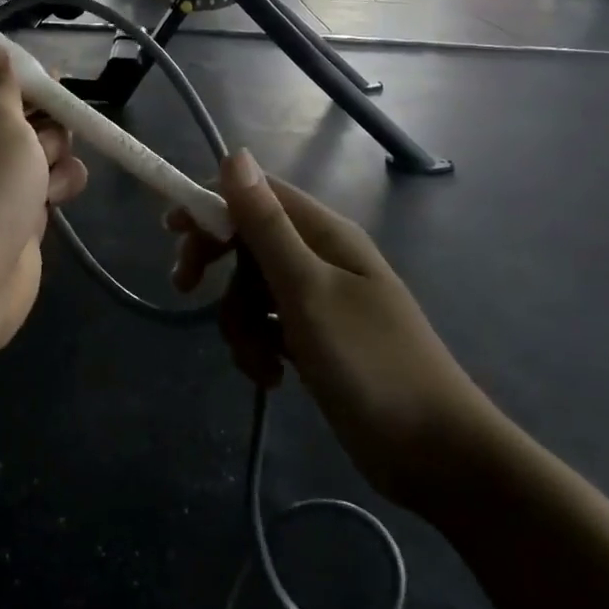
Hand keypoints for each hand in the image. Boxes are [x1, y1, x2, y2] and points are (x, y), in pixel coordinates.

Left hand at [0, 42, 88, 352]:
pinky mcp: (17, 216)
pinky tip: (57, 197)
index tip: (48, 80)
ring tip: (48, 174)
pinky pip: (48, 186)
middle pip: (21, 115)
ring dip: (55, 156)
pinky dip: (57, 188)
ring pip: (41, 151)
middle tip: (46, 134)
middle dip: (45, 121)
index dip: (16, 79)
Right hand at [169, 151, 490, 510]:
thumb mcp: (307, 291)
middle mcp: (321, 257)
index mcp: (324, 233)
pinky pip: (270, 325)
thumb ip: (267, 225)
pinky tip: (271, 378)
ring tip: (258, 363)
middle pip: (249, 241)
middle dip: (217, 267)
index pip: (257, 194)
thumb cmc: (370, 364)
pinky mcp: (318, 339)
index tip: (171, 233)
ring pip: (254, 290)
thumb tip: (235, 154)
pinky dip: (260, 347)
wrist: (437, 454)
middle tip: (187, 291)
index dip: (212, 204)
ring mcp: (320, 300)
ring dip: (241, 323)